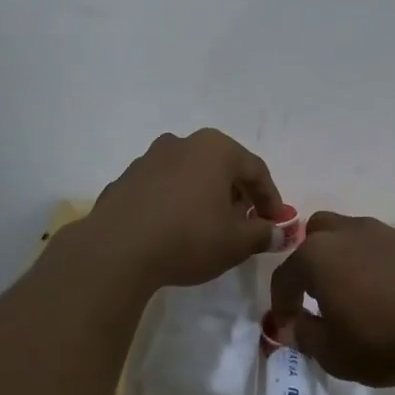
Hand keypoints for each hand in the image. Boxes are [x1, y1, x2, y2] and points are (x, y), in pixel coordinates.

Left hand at [82, 129, 283, 289]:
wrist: (117, 250)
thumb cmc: (188, 238)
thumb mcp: (237, 242)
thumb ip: (263, 233)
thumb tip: (278, 232)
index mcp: (215, 149)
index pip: (255, 169)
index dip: (270, 198)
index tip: (275, 222)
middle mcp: (182, 143)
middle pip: (221, 166)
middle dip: (237, 194)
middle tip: (244, 223)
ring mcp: (149, 159)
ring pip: (189, 174)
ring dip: (204, 196)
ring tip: (208, 227)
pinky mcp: (125, 180)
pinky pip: (161, 188)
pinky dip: (174, 203)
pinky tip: (174, 230)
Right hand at [267, 212, 394, 385]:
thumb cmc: (383, 338)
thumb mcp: (334, 354)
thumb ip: (306, 337)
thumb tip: (293, 326)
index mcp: (315, 256)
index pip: (284, 276)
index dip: (281, 303)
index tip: (287, 327)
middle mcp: (344, 233)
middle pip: (314, 236)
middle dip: (310, 263)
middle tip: (319, 295)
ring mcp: (380, 232)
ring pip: (349, 236)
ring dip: (344, 260)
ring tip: (356, 294)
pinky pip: (380, 247)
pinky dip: (375, 264)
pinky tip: (388, 292)